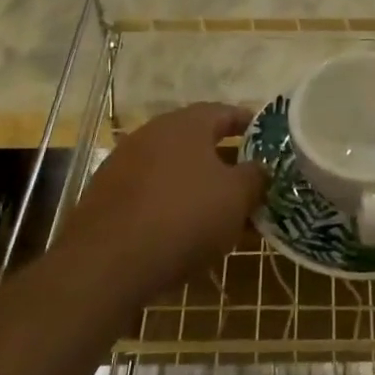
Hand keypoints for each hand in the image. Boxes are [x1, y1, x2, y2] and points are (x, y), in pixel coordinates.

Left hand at [54, 103, 265, 300]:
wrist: (107, 262)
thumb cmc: (184, 216)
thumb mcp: (236, 197)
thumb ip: (255, 176)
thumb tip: (260, 167)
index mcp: (186, 124)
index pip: (225, 112)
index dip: (249, 124)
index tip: (267, 139)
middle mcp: (153, 134)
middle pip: (198, 142)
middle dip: (226, 161)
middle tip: (250, 181)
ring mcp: (125, 164)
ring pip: (175, 170)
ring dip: (199, 186)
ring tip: (223, 213)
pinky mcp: (107, 197)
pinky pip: (152, 193)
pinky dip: (173, 205)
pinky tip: (186, 232)